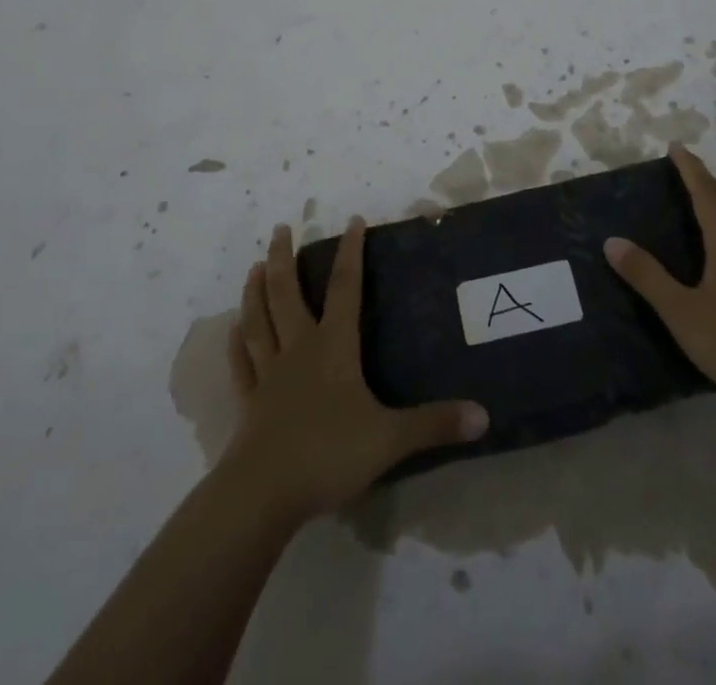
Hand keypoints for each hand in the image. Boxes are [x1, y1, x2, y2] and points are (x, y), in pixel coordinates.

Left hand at [221, 217, 487, 524]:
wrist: (263, 494)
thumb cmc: (328, 454)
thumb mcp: (389, 439)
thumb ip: (434, 424)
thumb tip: (484, 415)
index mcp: (333, 347)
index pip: (345, 289)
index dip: (351, 253)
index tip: (353, 221)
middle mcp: (298, 350)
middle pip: (287, 294)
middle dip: (284, 258)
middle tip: (281, 228)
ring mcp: (269, 375)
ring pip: (259, 321)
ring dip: (255, 291)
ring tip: (253, 265)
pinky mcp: (248, 404)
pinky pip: (241, 365)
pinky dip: (235, 345)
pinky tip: (231, 330)